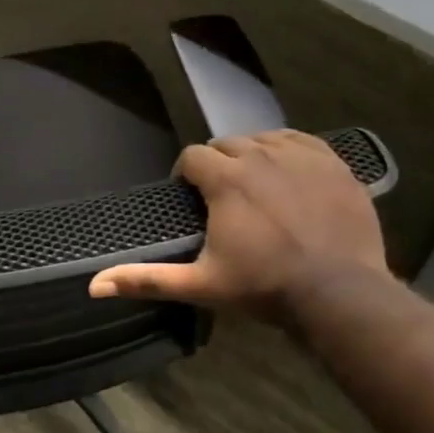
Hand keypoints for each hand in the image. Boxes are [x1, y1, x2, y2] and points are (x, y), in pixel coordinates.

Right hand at [89, 130, 389, 325]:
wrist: (339, 293)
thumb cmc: (263, 287)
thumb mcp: (200, 285)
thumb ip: (147, 279)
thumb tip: (94, 285)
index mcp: (226, 180)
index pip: (193, 157)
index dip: (186, 176)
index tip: (191, 200)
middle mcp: (261, 156)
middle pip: (228, 144)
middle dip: (218, 165)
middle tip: (222, 199)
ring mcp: (302, 156)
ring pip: (265, 139)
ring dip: (253, 156)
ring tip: (256, 187)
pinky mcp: (334, 164)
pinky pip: (302, 141)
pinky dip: (289, 152)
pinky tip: (290, 175)